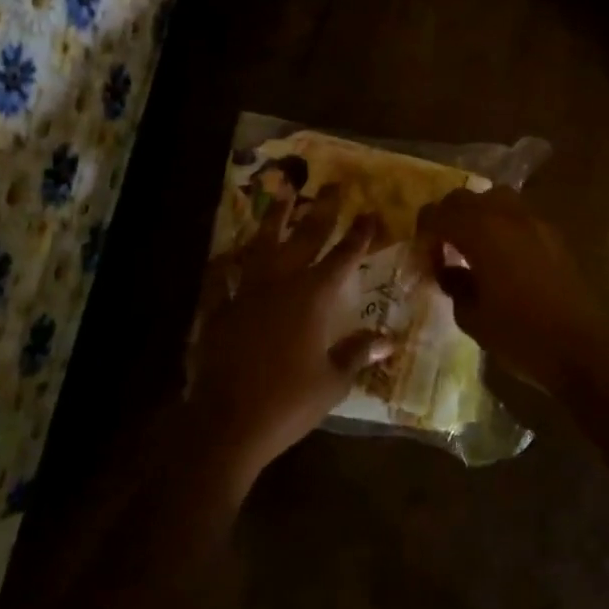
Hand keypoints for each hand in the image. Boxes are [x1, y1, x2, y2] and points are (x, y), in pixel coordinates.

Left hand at [187, 187, 391, 486]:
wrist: (227, 422)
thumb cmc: (288, 402)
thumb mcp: (332, 380)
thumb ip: (358, 353)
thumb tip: (390, 339)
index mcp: (313, 298)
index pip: (343, 257)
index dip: (359, 235)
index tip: (370, 212)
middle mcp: (281, 283)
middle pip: (305, 238)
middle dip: (322, 211)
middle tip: (332, 186)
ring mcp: (245, 291)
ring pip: (262, 245)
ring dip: (274, 218)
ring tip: (282, 193)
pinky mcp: (218, 307)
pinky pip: (221, 276)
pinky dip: (226, 263)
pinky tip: (227, 252)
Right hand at [416, 188, 605, 394]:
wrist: (582, 350)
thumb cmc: (520, 336)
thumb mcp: (472, 317)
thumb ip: (454, 285)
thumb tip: (447, 270)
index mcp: (481, 232)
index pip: (439, 213)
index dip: (424, 230)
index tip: (421, 253)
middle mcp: (507, 217)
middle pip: (466, 198)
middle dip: (448, 216)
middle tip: (441, 246)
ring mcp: (535, 223)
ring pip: (496, 198)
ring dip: (477, 214)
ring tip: (472, 244)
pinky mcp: (554, 236)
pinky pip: (519, 215)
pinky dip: (502, 224)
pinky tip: (501, 255)